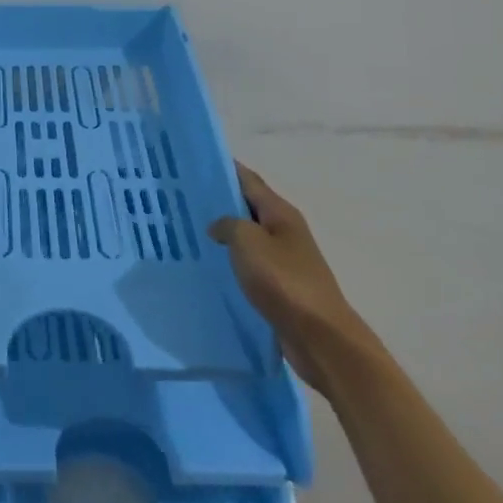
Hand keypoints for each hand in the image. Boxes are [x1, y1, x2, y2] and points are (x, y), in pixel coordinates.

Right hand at [209, 162, 381, 398]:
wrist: (321, 338)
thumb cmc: (284, 281)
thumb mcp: (248, 241)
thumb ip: (228, 225)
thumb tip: (218, 226)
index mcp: (280, 213)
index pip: (248, 180)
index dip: (223, 169)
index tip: (193, 163)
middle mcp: (284, 231)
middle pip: (247, 207)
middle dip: (218, 202)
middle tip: (181, 198)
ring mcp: (284, 260)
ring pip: (247, 238)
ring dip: (223, 234)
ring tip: (187, 231)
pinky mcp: (280, 287)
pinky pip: (249, 265)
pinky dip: (231, 261)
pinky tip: (209, 266)